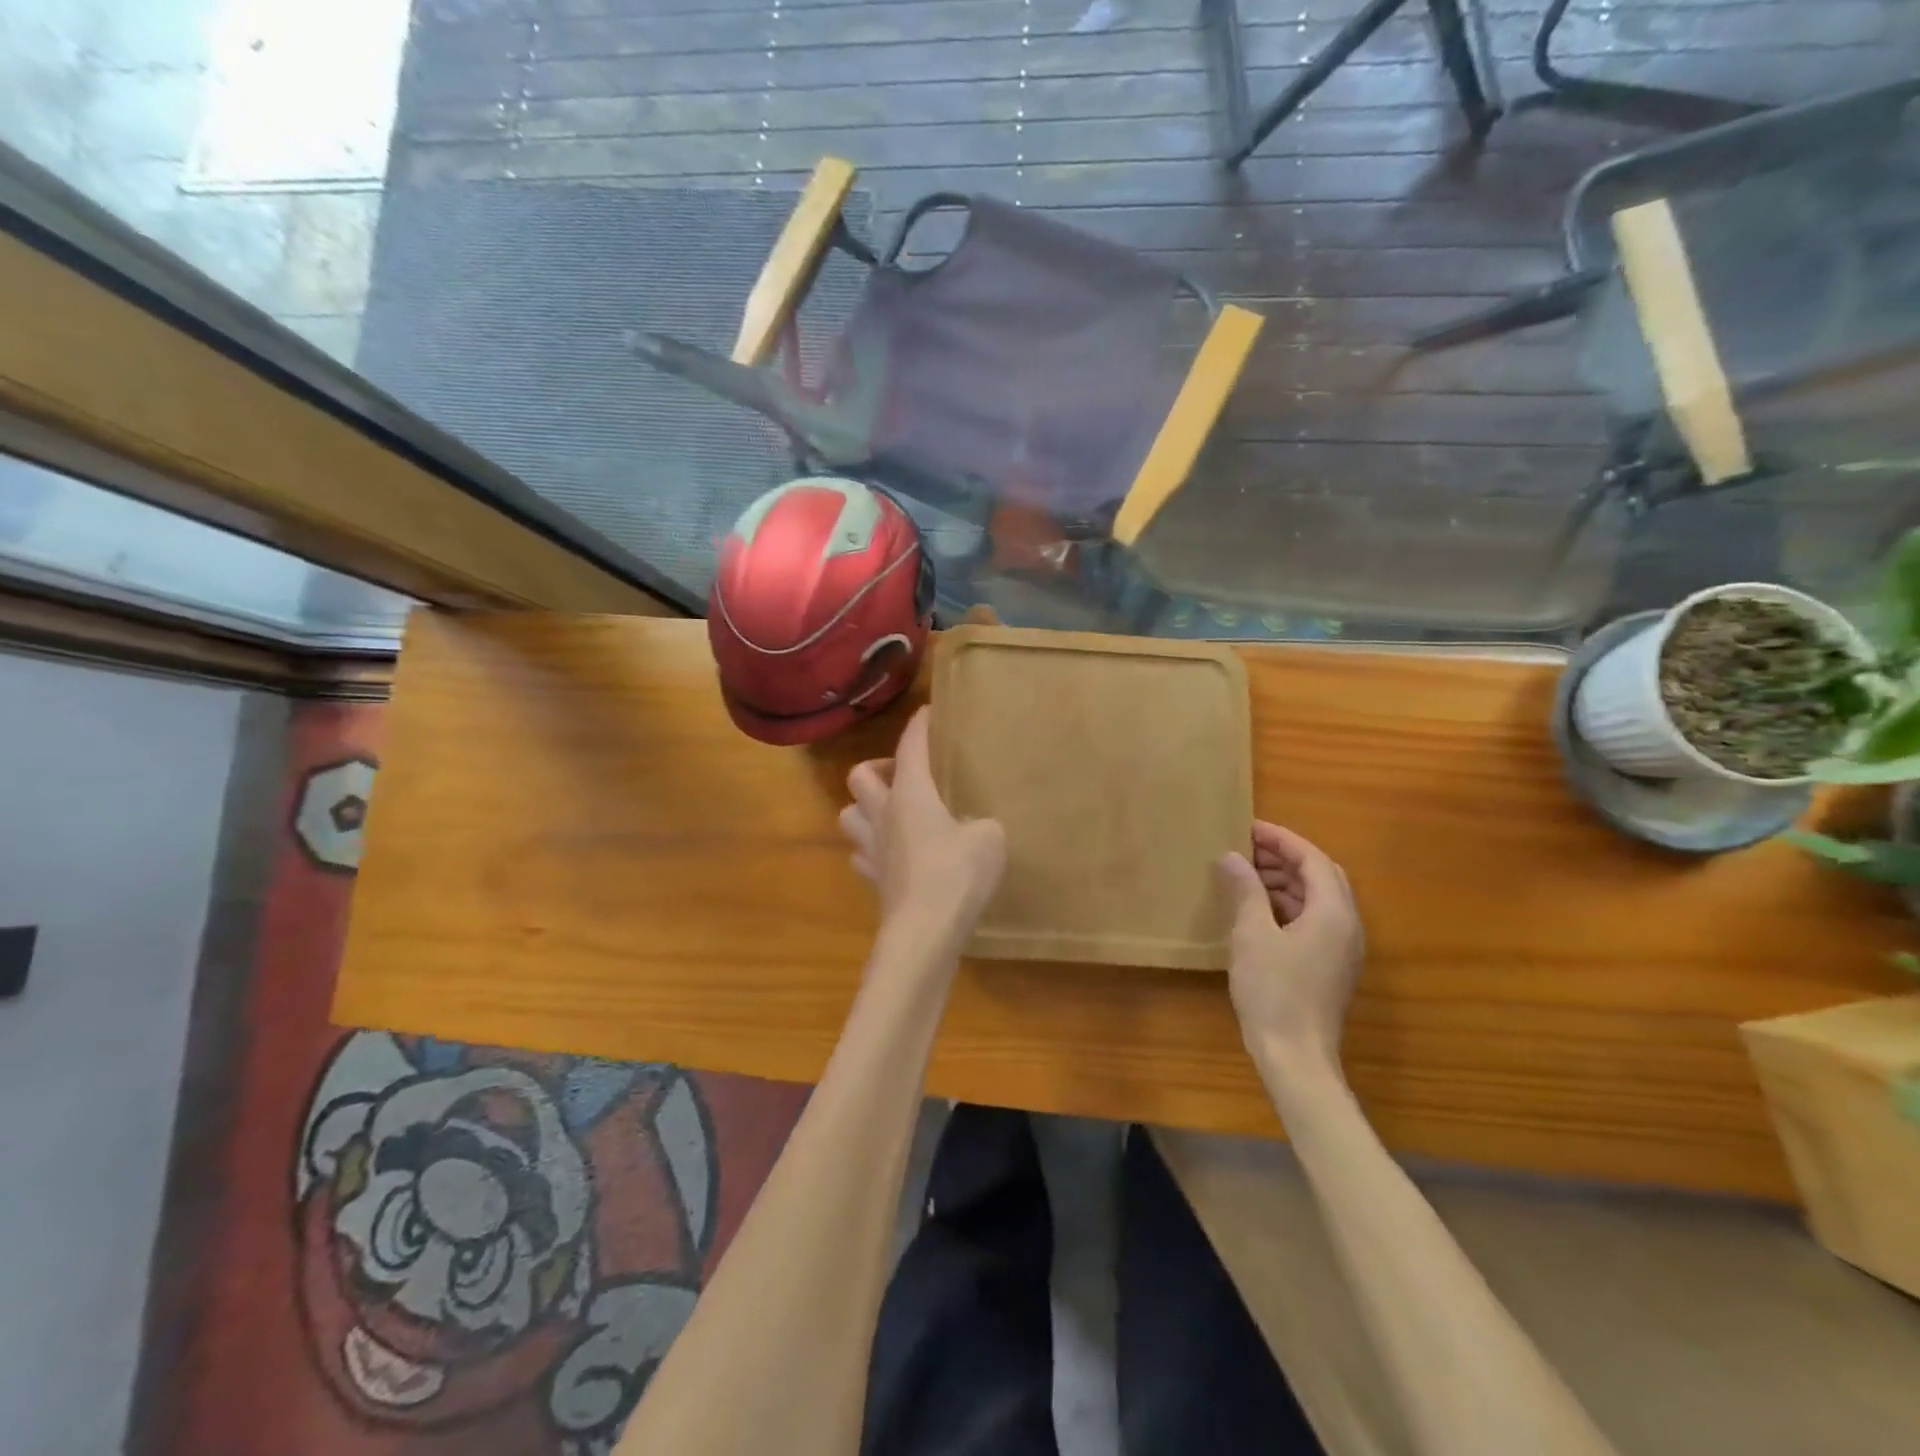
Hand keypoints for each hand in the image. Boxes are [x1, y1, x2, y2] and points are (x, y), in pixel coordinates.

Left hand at [840, 708, 1006, 935]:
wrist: (925, 932)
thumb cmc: (957, 874)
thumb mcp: (989, 839)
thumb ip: (983, 824)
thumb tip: (976, 828)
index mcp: (911, 794)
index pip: (910, 747)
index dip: (918, 726)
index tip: (927, 712)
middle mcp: (884, 814)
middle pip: (859, 776)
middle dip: (878, 767)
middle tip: (904, 774)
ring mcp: (873, 849)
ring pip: (849, 815)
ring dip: (865, 808)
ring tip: (892, 812)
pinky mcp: (874, 880)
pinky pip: (862, 855)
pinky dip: (872, 849)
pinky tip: (891, 854)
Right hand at [1217, 821, 1364, 1077]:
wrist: (1296, 1056)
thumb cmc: (1273, 990)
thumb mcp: (1252, 934)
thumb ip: (1245, 890)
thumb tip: (1231, 856)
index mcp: (1333, 912)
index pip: (1312, 859)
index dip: (1281, 839)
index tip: (1248, 827)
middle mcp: (1347, 925)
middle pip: (1321, 875)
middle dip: (1285, 857)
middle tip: (1246, 848)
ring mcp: (1342, 948)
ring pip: (1318, 898)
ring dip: (1286, 881)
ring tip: (1246, 875)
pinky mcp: (1331, 965)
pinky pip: (1314, 919)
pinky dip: (1288, 904)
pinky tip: (1258, 910)